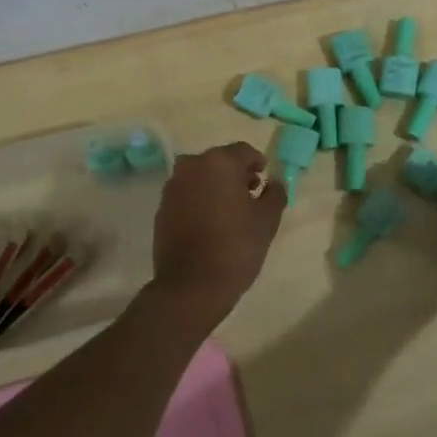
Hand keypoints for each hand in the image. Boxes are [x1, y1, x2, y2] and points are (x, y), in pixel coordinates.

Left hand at [149, 142, 285, 330]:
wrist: (191, 285)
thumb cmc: (235, 247)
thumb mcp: (267, 220)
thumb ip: (275, 194)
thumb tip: (274, 183)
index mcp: (219, 162)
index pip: (244, 151)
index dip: (257, 163)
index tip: (265, 180)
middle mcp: (192, 165)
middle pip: (220, 161)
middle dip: (236, 174)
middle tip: (251, 195)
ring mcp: (173, 186)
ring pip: (201, 176)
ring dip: (216, 186)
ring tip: (231, 211)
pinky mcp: (162, 207)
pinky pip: (187, 193)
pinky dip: (199, 199)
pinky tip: (210, 222)